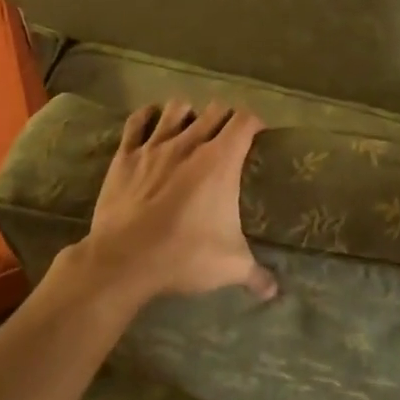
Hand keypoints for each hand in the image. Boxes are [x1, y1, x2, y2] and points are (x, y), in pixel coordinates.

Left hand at [60, 100, 277, 307]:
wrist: (125, 260)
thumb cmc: (184, 255)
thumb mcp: (230, 266)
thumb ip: (256, 274)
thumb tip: (274, 290)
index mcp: (220, 161)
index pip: (245, 122)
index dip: (255, 123)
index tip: (259, 135)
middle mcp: (189, 143)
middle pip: (215, 110)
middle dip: (225, 118)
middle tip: (228, 136)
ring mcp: (154, 146)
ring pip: (176, 108)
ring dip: (188, 113)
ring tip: (191, 127)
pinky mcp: (126, 156)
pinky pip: (136, 122)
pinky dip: (146, 116)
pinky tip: (151, 119)